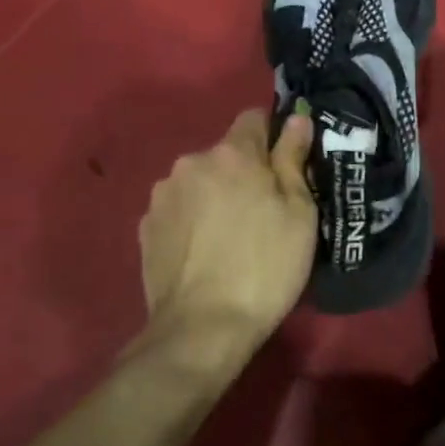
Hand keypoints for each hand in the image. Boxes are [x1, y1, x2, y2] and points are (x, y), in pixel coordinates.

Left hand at [139, 109, 315, 350]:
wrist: (203, 327)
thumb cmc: (266, 266)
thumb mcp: (299, 212)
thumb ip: (294, 158)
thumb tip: (296, 118)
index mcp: (232, 154)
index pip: (255, 117)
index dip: (274, 136)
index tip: (286, 166)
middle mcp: (191, 163)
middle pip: (226, 154)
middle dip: (244, 172)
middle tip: (264, 212)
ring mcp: (163, 195)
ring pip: (200, 181)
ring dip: (216, 195)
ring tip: (231, 238)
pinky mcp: (145, 227)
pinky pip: (179, 209)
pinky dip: (193, 221)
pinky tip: (205, 253)